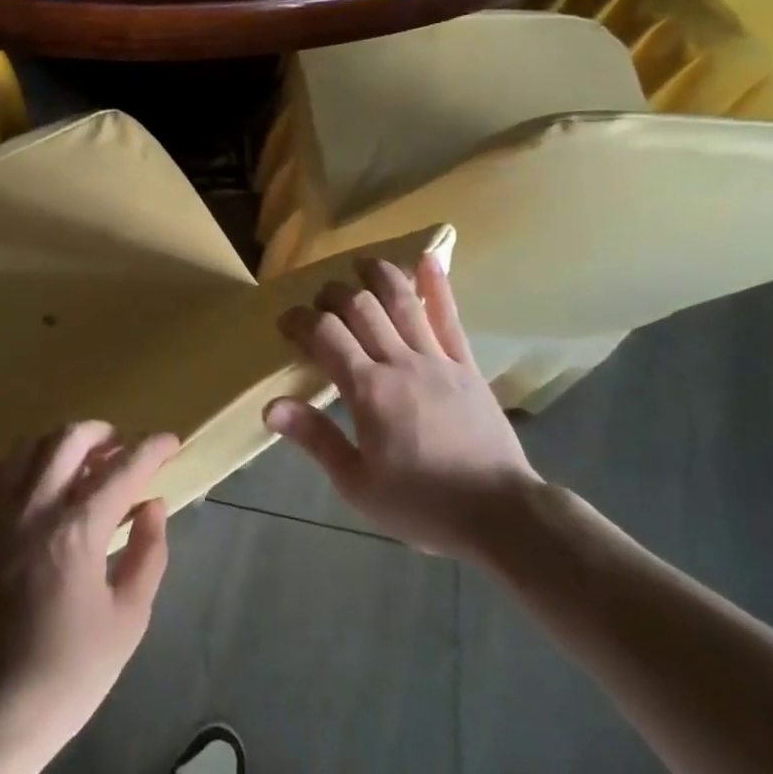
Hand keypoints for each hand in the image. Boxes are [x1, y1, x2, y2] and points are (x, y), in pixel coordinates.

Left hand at [0, 422, 179, 773]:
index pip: (122, 469)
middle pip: (70, 439)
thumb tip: (153, 506)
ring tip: (86, 460)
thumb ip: (147, 554)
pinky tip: (41, 479)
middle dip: (105, 433)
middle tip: (125, 449)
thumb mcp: (127, 621)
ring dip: (64, 442)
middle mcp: (34, 508)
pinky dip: (26, 460)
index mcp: (76, 532)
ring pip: (31, 444)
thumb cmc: (68, 673)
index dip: (151, 449)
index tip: (171, 441)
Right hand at [264, 252, 539, 558]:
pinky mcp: (466, 366)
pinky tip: (428, 259)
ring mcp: (438, 360)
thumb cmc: (422, 504)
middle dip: (332, 294)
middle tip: (318, 301)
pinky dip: (437, 286)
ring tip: (359, 263)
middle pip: (360, 307)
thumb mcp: (357, 484)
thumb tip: (270, 406)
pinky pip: (450, 318)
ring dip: (377, 275)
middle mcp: (400, 362)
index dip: (300, 320)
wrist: (501, 514)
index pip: (325, 334)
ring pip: (402, 301)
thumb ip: (315, 438)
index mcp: (368, 390)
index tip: (286, 323)